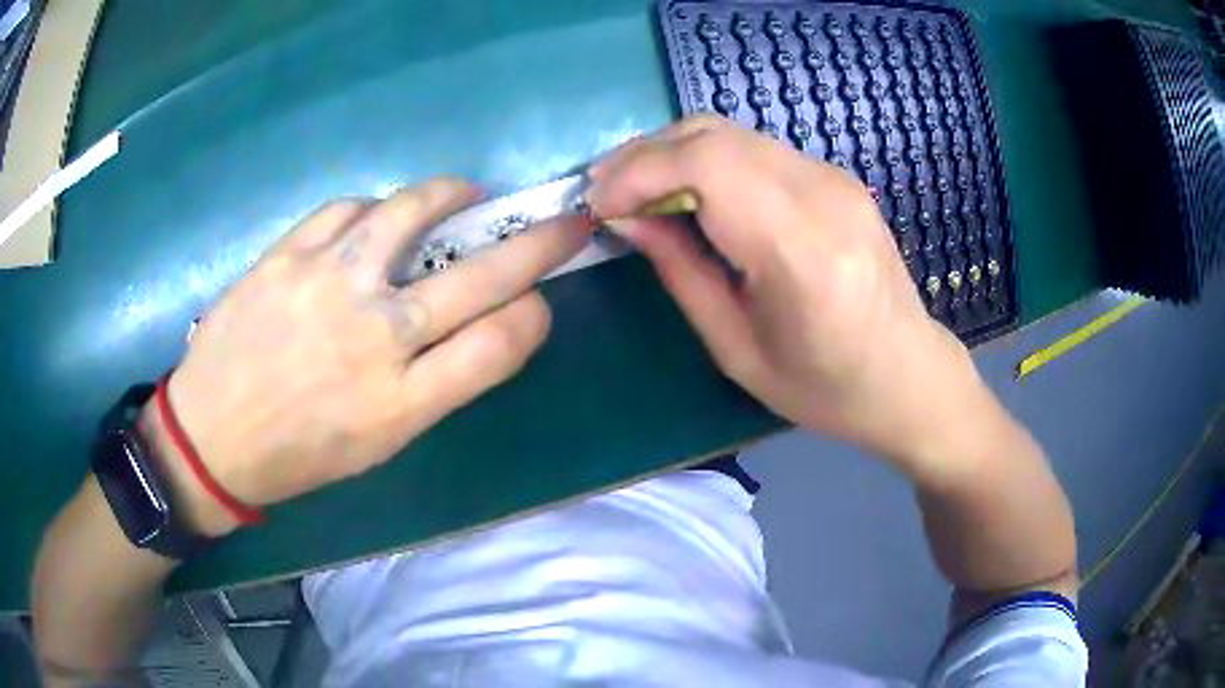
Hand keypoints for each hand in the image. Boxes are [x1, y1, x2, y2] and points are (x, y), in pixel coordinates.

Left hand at [146, 179, 588, 535]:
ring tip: (468, 192)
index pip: (499, 344)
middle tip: (564, 222)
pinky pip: (348, 209)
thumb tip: (482, 324)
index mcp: (401, 404)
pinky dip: (374, 207)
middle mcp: (373, 338)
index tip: (537, 301)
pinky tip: (377, 217)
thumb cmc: (299, 454)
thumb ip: (435, 385)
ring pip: (411, 214)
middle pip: (479, 278)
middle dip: (538, 246)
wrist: (212, 437)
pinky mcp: (287, 256)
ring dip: (453, 196)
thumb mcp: (379, 444)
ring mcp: (327, 285)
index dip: (534, 314)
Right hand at [586, 117, 989, 475]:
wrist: (907, 374)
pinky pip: (755, 148)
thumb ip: (679, 271)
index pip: (707, 166)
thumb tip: (624, 218)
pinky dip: (707, 160)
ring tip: (638, 193)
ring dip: (672, 153)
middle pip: (714, 134)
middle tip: (607, 193)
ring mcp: (835, 179)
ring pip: (731, 132)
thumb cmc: (824, 387)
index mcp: (802, 252)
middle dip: (645, 155)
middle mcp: (824, 196)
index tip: (598, 204)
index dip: (638, 172)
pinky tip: (690, 194)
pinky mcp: (836, 176)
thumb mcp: (736, 349)